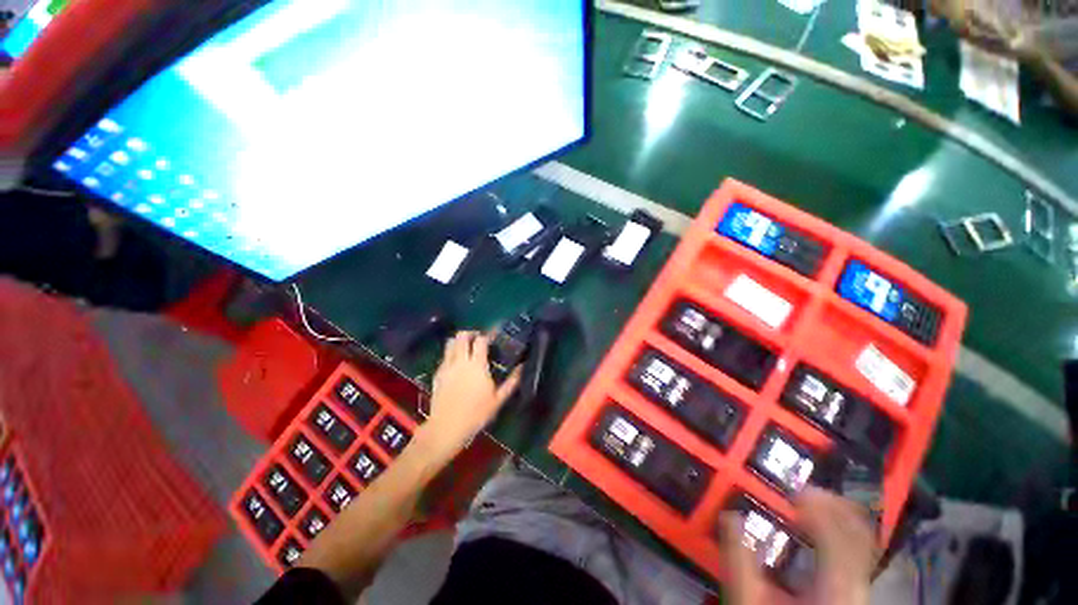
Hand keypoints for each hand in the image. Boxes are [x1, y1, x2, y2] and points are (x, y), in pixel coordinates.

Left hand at [420, 331, 520, 458]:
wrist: (446, 427)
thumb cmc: (476, 414)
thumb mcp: (498, 400)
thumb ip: (511, 382)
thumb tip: (522, 367)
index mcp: (477, 365)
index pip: (481, 340)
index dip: (488, 335)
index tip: (493, 336)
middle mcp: (460, 361)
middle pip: (462, 336)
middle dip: (471, 333)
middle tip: (479, 340)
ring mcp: (447, 366)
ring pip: (450, 343)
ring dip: (459, 341)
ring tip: (467, 348)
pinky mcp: (437, 374)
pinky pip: (444, 356)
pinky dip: (451, 353)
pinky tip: (457, 364)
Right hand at [719, 488, 874, 604]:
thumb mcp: (748, 598)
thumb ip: (739, 558)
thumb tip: (730, 515)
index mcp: (834, 589)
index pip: (835, 535)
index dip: (817, 508)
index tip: (792, 491)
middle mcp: (856, 587)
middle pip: (859, 534)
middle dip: (833, 505)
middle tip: (802, 491)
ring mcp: (860, 590)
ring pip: (864, 542)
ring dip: (839, 516)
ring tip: (810, 504)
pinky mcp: (854, 592)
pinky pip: (859, 553)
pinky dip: (842, 533)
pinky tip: (821, 530)